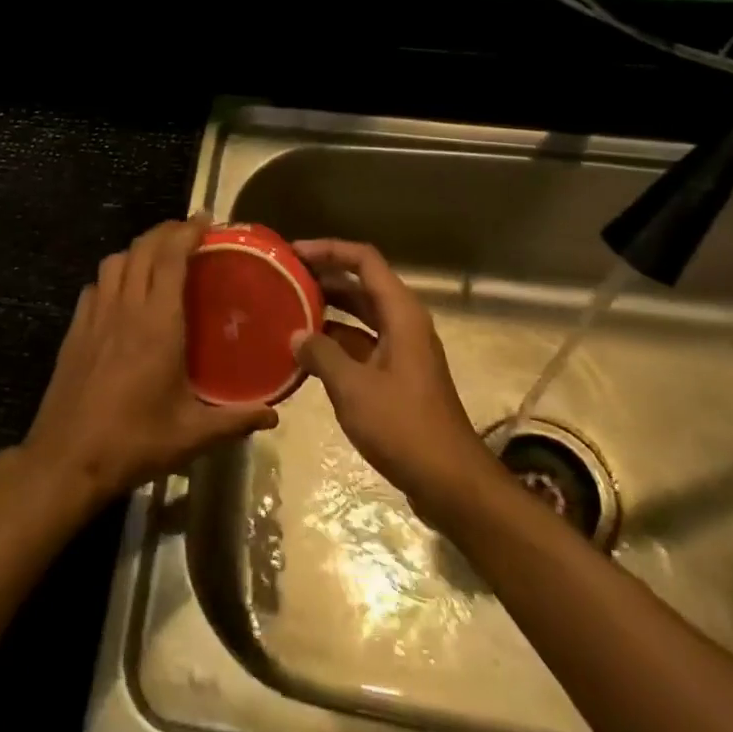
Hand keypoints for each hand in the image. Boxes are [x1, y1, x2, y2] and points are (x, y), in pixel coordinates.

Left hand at [22, 216, 278, 508]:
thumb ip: (235, 420)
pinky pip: (95, 285)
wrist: (66, 460)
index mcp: (157, 323)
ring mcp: (95, 316)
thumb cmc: (134, 442)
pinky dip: (113, 275)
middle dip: (166, 231)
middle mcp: (126, 307)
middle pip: (142, 248)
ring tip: (157, 257)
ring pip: (115, 260)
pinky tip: (122, 292)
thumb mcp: (191, 434)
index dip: (187, 231)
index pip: (171, 257)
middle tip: (189, 232)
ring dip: (138, 249)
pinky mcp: (75, 330)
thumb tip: (273, 413)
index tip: (206, 220)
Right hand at [292, 239, 493, 506]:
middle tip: (283, 279)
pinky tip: (305, 354)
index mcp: (401, 313)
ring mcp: (401, 350)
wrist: (449, 482)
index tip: (293, 254)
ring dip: (327, 311)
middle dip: (323, 278)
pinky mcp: (396, 376)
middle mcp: (403, 323)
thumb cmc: (403, 426)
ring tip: (287, 310)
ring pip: (359, 316)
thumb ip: (321, 355)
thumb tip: (295, 335)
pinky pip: (361, 344)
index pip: (364, 260)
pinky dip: (335, 342)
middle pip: (361, 284)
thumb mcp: (353, 388)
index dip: (329, 249)